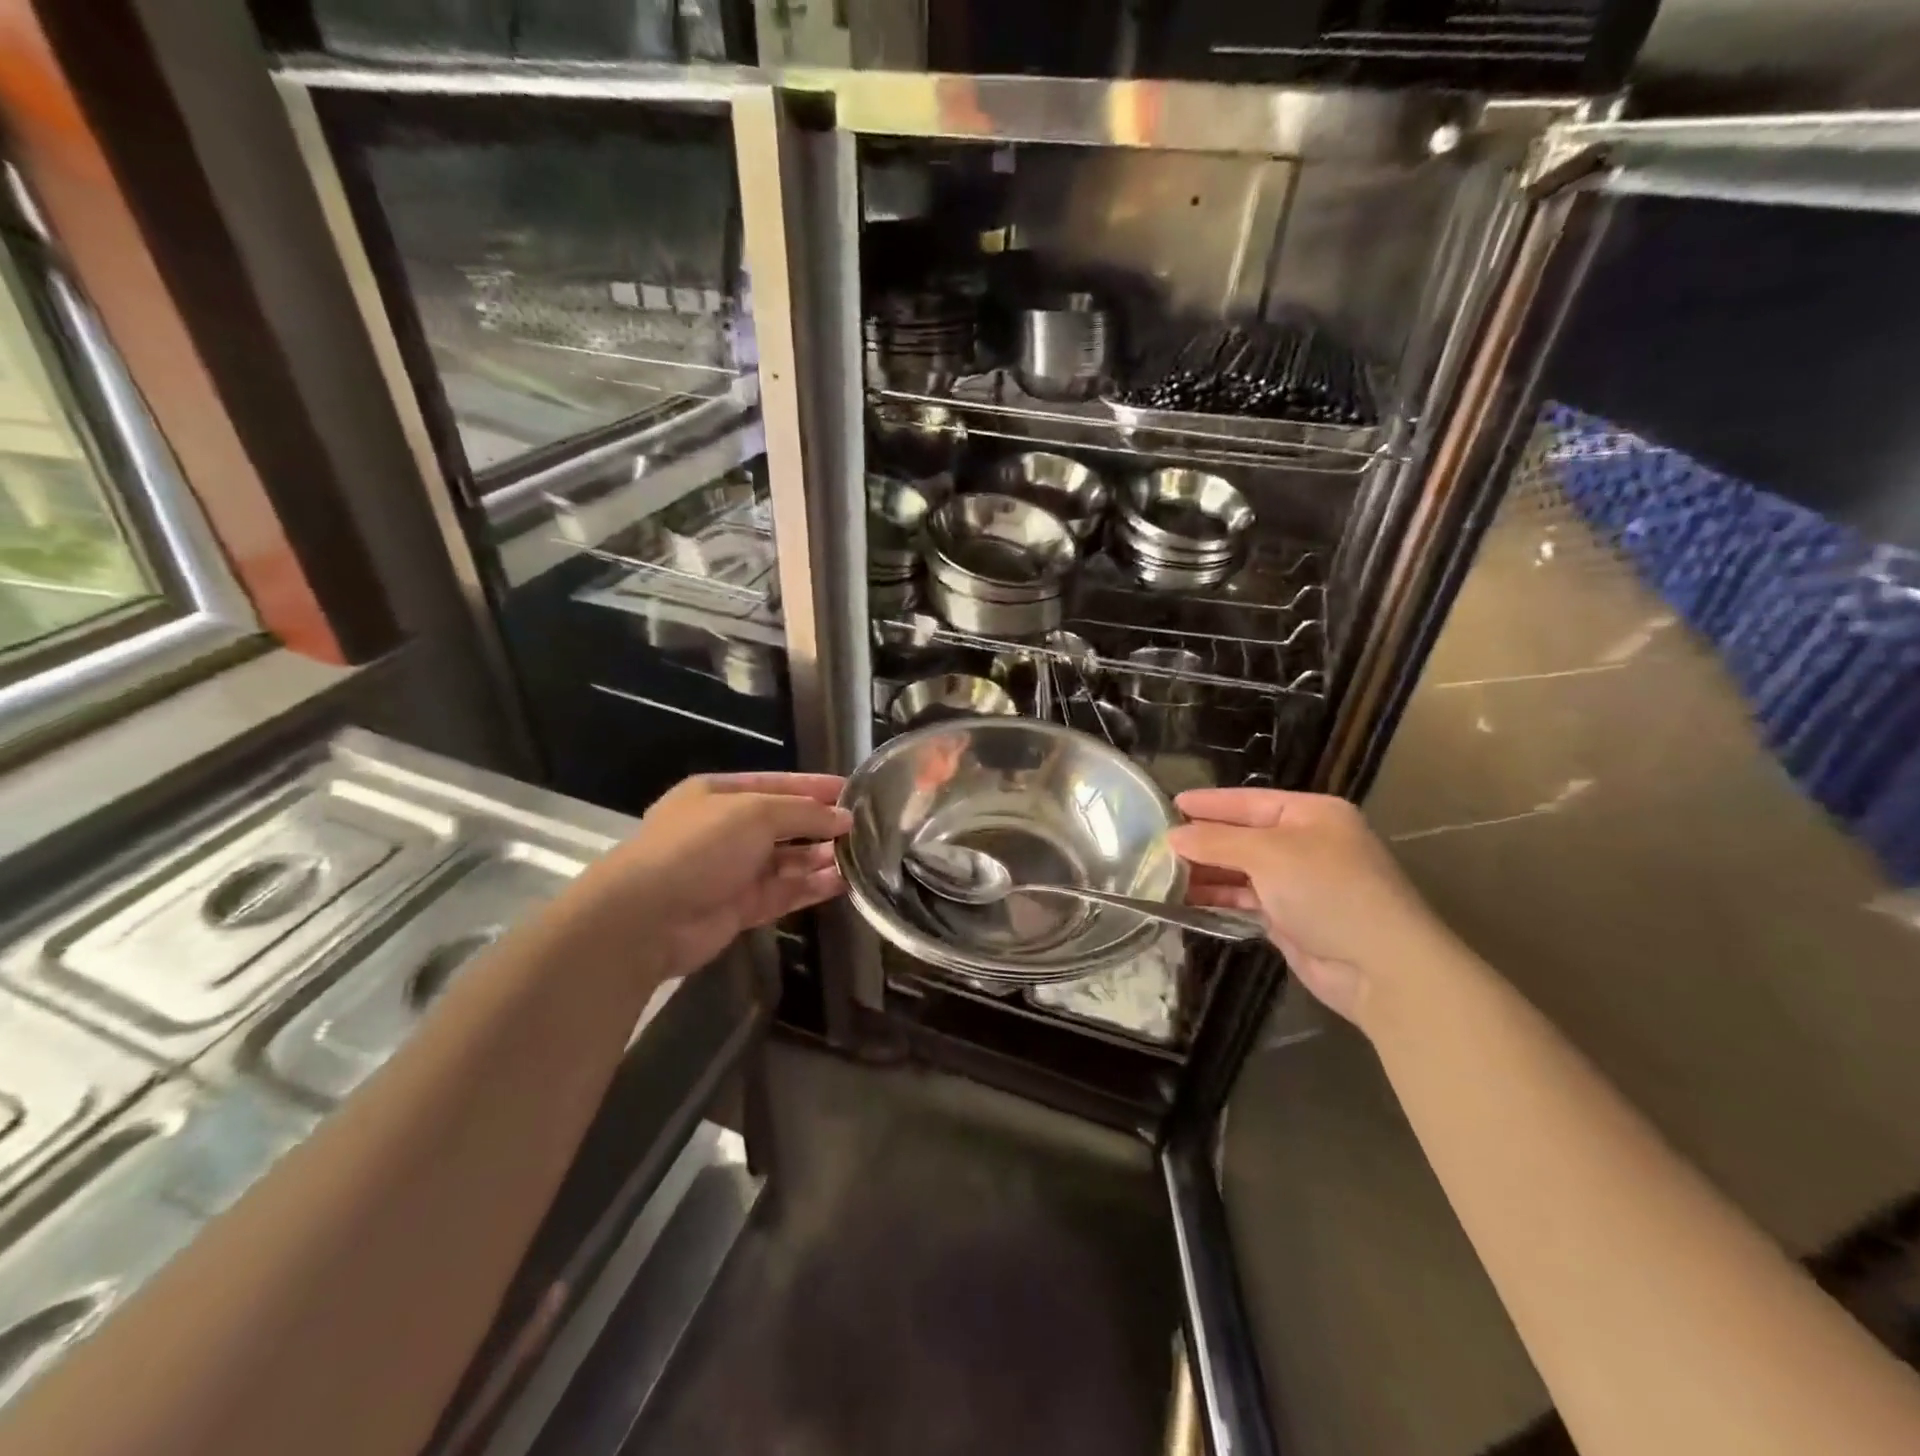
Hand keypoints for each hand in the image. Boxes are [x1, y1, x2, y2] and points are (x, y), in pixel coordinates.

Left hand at [581, 772, 850, 977]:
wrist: (647, 917)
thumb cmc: (700, 847)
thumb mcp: (755, 812)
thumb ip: (803, 812)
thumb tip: (843, 818)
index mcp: (719, 794)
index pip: (776, 784)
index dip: (814, 785)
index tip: (852, 789)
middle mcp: (726, 830)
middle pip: (784, 823)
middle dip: (821, 824)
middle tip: (864, 827)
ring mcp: (732, 871)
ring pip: (787, 860)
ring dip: (820, 857)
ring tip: (861, 855)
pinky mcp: (740, 907)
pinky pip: (784, 892)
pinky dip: (811, 886)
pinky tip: (843, 881)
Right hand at [1168, 788, 1448, 1025]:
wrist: (1380, 968)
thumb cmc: (1328, 891)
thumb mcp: (1269, 854)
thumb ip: (1216, 842)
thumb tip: (1173, 837)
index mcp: (1312, 814)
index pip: (1249, 801)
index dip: (1209, 803)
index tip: (1170, 803)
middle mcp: (1306, 843)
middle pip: (1243, 835)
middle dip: (1202, 840)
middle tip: (1156, 843)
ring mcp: (1299, 883)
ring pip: (1241, 870)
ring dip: (1206, 872)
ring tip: (1162, 873)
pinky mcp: (1290, 918)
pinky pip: (1246, 900)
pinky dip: (1219, 898)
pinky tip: (1186, 898)